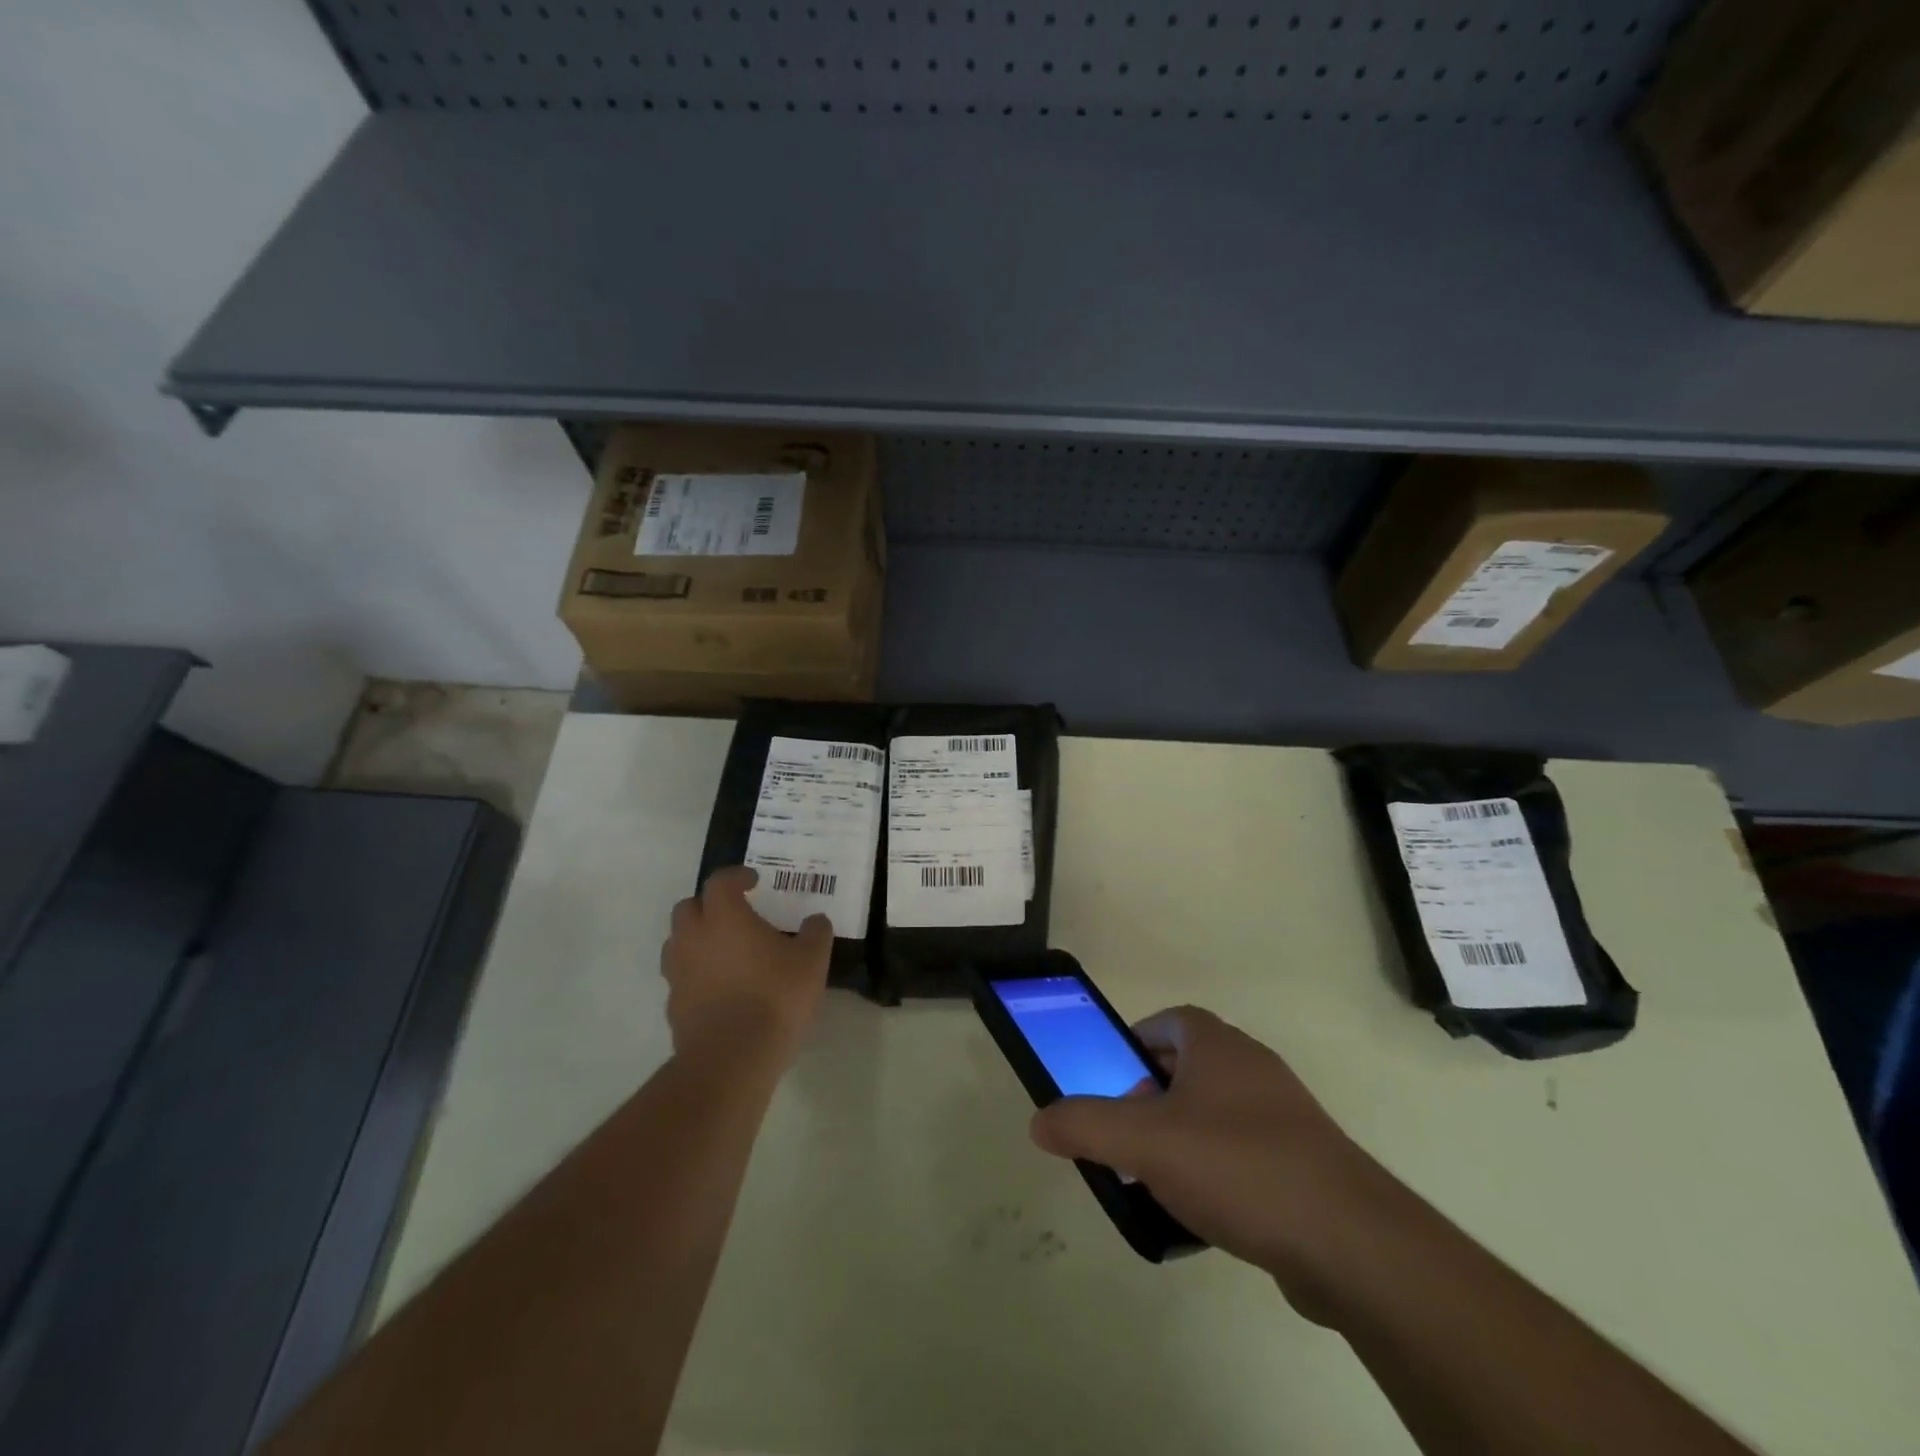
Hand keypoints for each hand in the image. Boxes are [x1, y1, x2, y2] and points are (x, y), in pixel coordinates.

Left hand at [662, 867, 832, 1063]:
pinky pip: (682, 978)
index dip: (736, 877)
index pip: (720, 882)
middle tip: (735, 914)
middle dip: (709, 905)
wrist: (732, 1059)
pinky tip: (721, 988)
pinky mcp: (674, 1006)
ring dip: (698, 939)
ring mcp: (678, 973)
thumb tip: (815, 921)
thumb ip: (815, 934)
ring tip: (725, 951)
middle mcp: (693, 938)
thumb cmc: (774, 997)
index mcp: (724, 917)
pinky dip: (697, 974)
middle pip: (688, 908)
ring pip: (678, 943)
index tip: (753, 881)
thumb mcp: (811, 961)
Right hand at [1029, 1005, 1388, 1313]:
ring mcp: (1283, 1115)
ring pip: (1214, 1114)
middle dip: (1150, 1099)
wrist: (1350, 1242)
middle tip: (1127, 1138)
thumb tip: (1038, 1120)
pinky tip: (1203, 1214)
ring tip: (1157, 1180)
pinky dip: (1215, 1172)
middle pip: (1187, 1068)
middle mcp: (1252, 1067)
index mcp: (1217, 1046)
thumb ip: (1086, 1125)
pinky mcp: (1303, 1162)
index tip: (1111, 1082)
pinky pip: (1243, 1153)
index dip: (1133, 1045)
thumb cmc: (1238, 1166)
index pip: (1167, 1021)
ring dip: (1180, 1138)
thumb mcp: (1146, 1143)